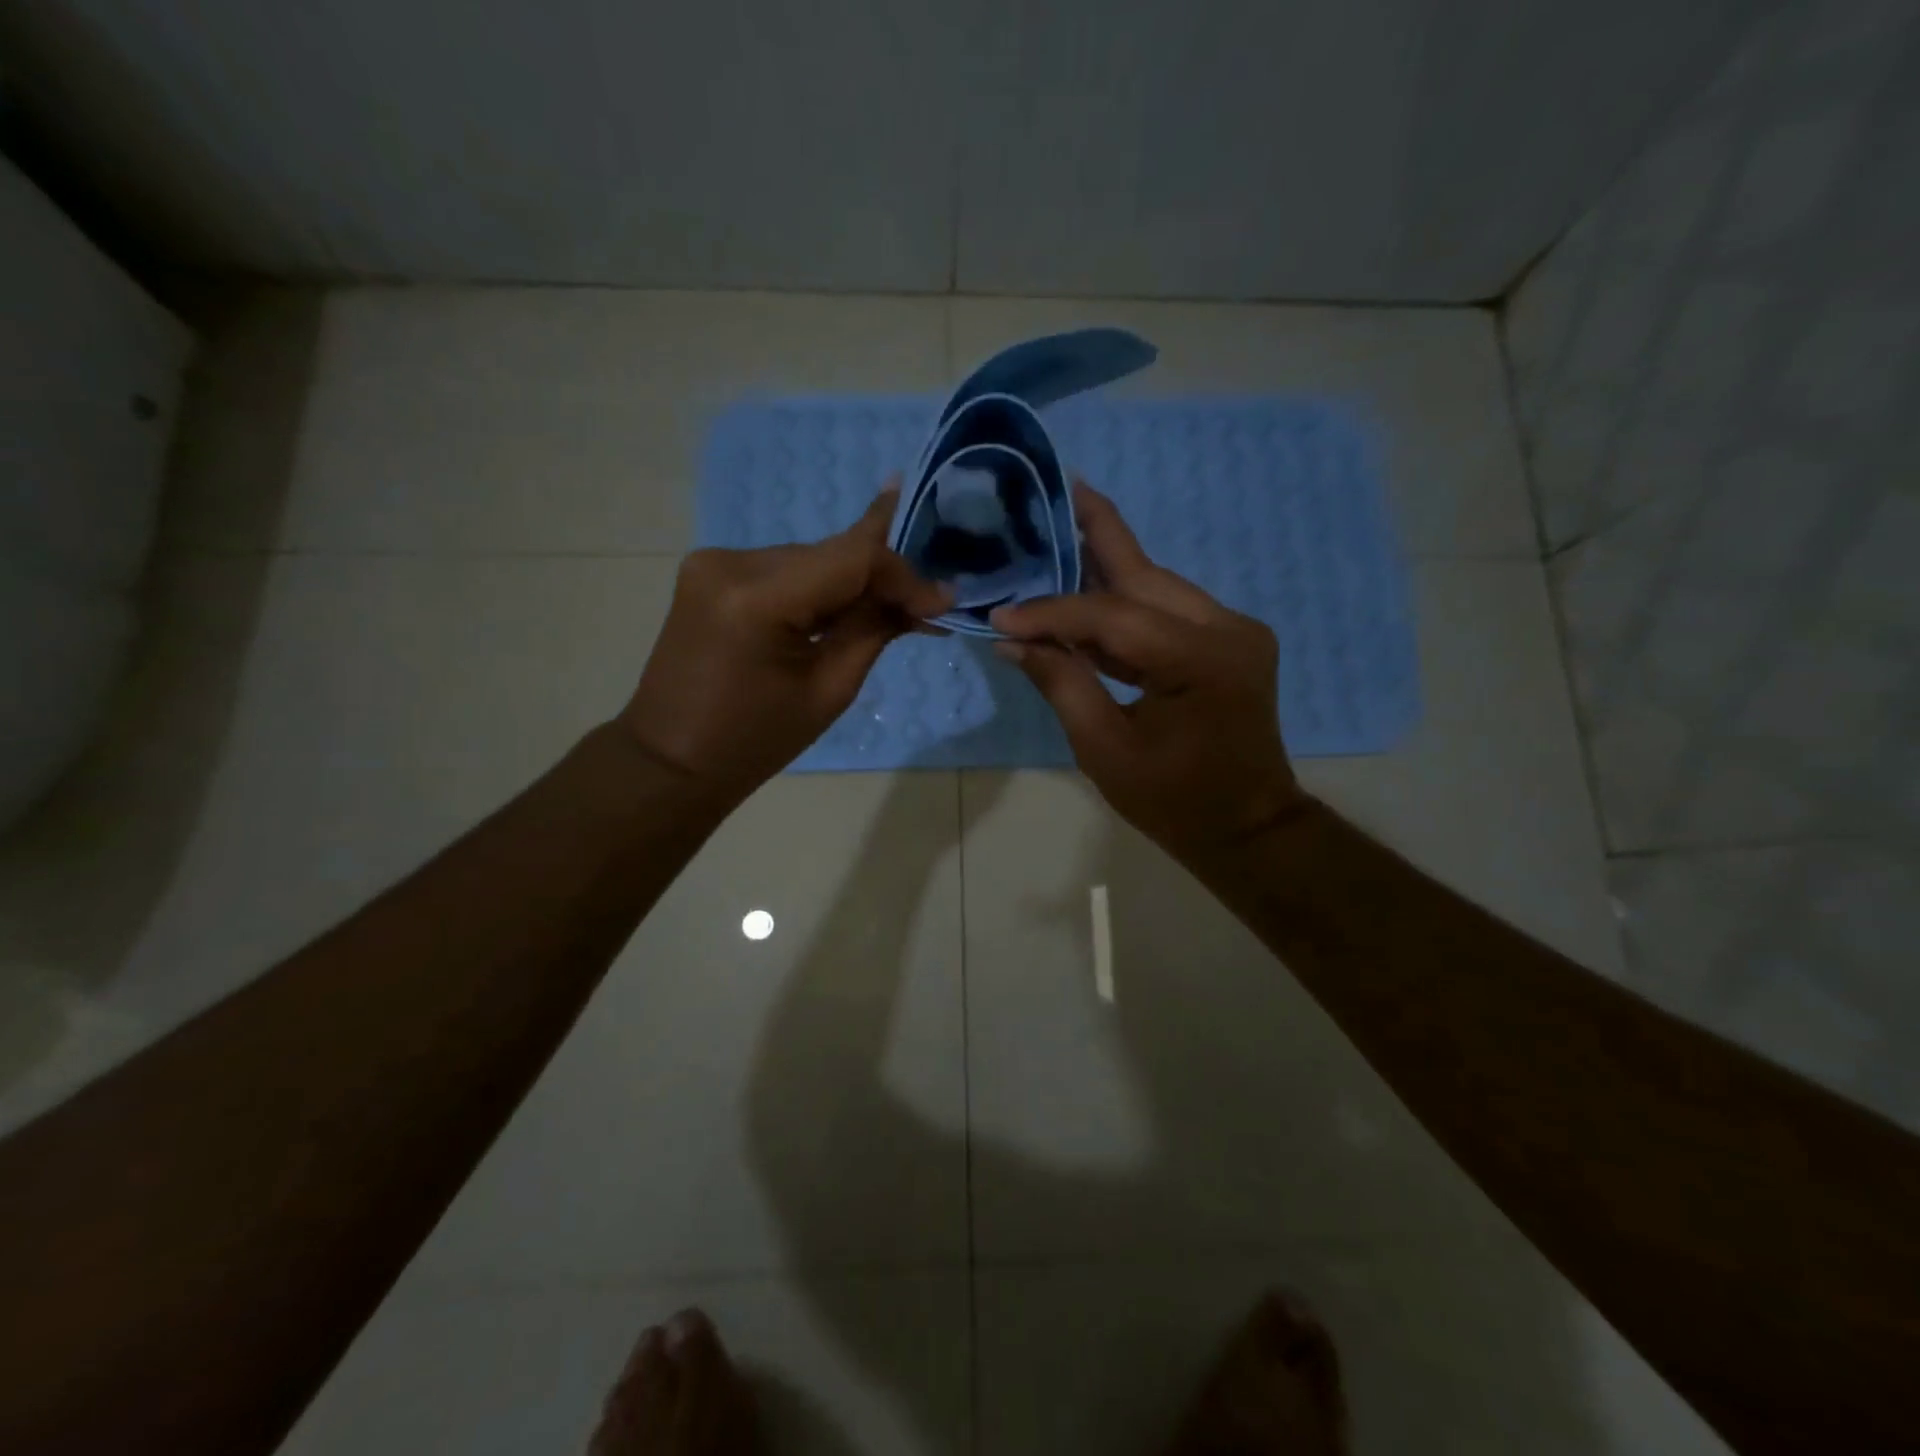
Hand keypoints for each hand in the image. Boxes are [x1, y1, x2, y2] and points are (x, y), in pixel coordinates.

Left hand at [619, 487, 950, 806]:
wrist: (670, 759)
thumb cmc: (754, 742)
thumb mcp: (829, 690)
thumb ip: (875, 629)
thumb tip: (928, 597)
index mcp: (756, 598)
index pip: (852, 557)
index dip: (903, 575)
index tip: (941, 601)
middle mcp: (730, 562)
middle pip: (831, 553)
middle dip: (882, 578)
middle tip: (925, 606)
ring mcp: (713, 562)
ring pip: (810, 559)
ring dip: (851, 583)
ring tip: (892, 610)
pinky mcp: (710, 571)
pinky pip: (783, 569)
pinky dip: (818, 588)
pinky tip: (844, 608)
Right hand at [991, 484, 1304, 864]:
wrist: (1247, 827)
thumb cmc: (1174, 801)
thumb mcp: (1105, 750)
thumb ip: (1062, 684)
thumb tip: (1013, 641)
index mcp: (1200, 660)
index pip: (1112, 616)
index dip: (1051, 613)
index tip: (1001, 617)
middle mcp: (1227, 628)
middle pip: (1145, 574)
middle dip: (1096, 531)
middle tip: (1058, 488)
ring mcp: (1235, 631)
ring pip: (1157, 585)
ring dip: (1107, 566)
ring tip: (1061, 529)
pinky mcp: (1229, 641)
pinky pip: (1166, 609)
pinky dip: (1124, 603)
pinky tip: (1087, 590)